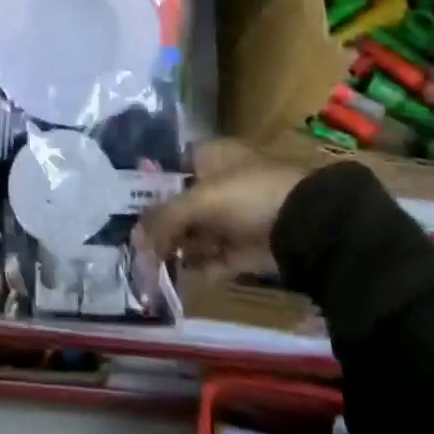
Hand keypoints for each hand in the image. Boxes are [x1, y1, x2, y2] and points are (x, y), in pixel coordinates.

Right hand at [134, 141, 304, 279]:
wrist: (308, 226)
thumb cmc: (250, 194)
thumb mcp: (202, 200)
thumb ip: (165, 219)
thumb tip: (134, 239)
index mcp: (209, 155)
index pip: (170, 166)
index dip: (148, 185)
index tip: (125, 205)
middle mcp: (220, 182)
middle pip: (180, 203)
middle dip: (160, 224)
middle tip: (135, 244)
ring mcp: (234, 216)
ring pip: (196, 232)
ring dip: (177, 248)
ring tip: (149, 266)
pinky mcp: (246, 247)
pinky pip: (214, 257)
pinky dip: (198, 267)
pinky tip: (177, 278)